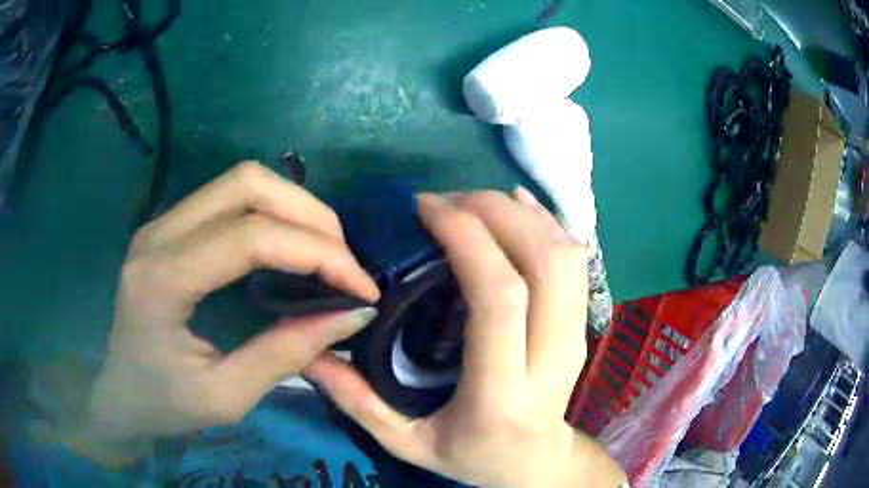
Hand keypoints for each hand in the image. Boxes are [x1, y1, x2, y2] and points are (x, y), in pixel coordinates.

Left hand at [63, 161, 379, 465]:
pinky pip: (229, 196)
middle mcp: (158, 234)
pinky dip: (272, 210)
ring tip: (325, 251)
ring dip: (294, 206)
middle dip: (310, 216)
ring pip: (241, 180)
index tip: (360, 289)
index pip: (250, 237)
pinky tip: (289, 243)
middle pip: (247, 184)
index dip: (316, 254)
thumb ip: (286, 355)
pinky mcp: (170, 226)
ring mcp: (162, 223)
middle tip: (345, 263)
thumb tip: (351, 314)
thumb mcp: (226, 398)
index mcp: (161, 280)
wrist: (120, 393)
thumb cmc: (164, 404)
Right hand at [305, 189, 625, 486]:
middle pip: (543, 262)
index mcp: (502, 395)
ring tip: (474, 202)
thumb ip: (358, 402)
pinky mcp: (584, 325)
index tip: (427, 209)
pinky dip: (548, 223)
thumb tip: (310, 353)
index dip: (468, 238)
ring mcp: (576, 339)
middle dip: (495, 213)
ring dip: (522, 213)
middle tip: (446, 200)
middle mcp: (551, 361)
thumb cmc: (471, 457)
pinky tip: (516, 207)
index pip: (500, 298)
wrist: (536, 462)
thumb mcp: (407, 444)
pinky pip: (577, 262)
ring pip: (566, 255)